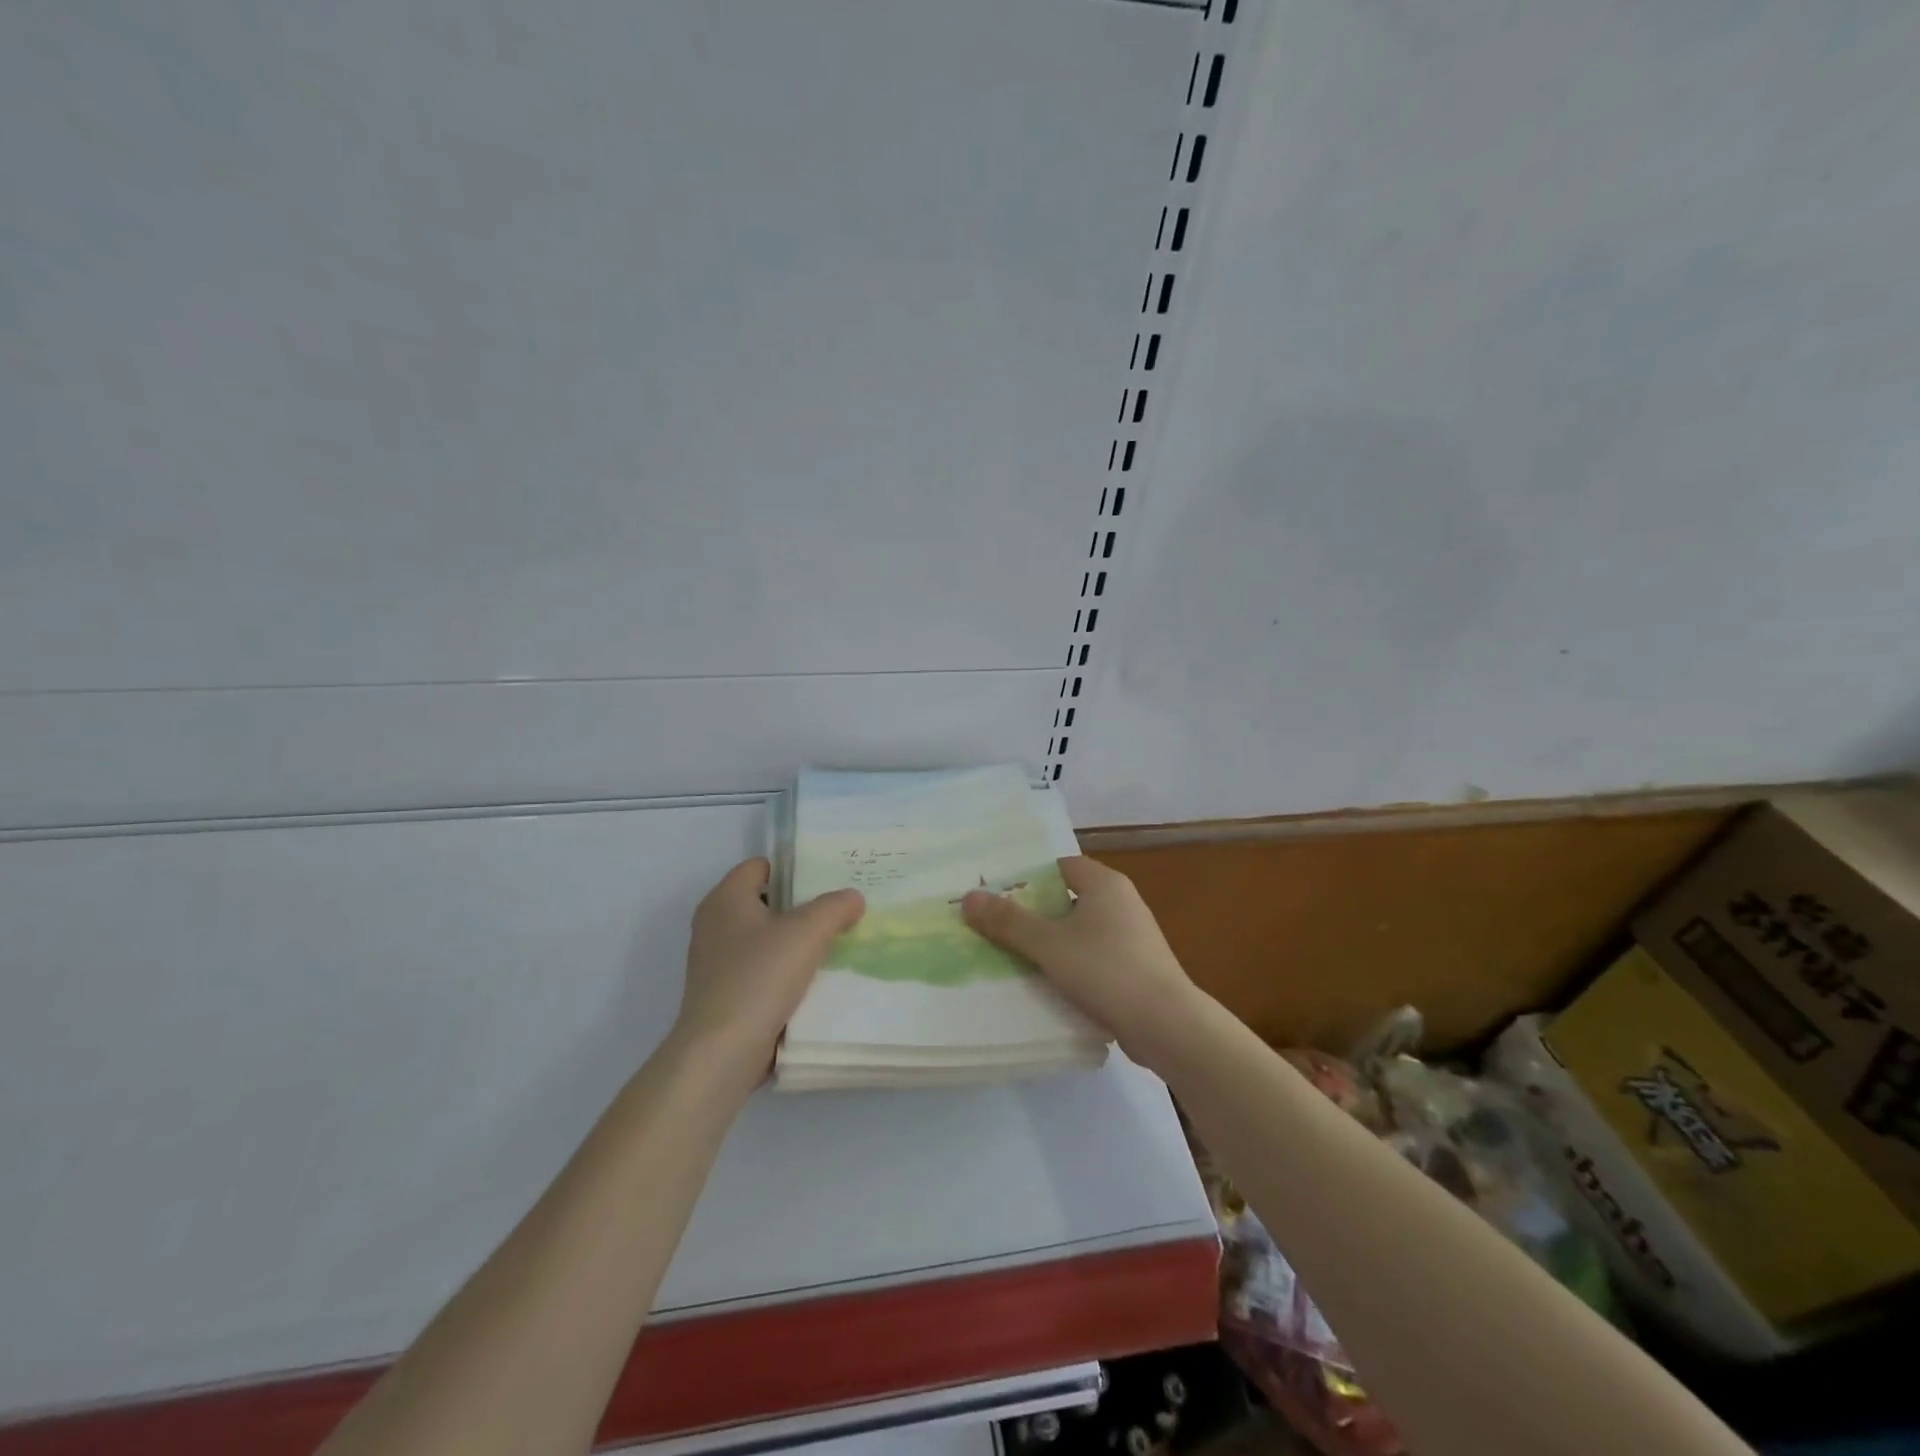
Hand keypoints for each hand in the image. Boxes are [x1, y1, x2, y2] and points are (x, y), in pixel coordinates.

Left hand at [672, 858, 864, 1084]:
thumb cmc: (760, 977)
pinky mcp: (724, 995)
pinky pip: (761, 971)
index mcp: (725, 899)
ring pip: (765, 939)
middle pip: (766, 902)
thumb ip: (835, 907)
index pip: (760, 866)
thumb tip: (853, 897)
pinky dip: (785, 972)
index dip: (794, 868)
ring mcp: (716, 963)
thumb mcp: (808, 931)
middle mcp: (714, 925)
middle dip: (802, 906)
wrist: (722, 1053)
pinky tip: (814, 981)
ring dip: (796, 942)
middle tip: (841, 910)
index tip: (829, 879)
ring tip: (835, 944)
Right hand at [962, 856, 1199, 1066]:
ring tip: (1010, 957)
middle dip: (1032, 913)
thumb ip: (1008, 921)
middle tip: (993, 927)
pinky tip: (1045, 983)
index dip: (1026, 879)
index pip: (1058, 867)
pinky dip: (1069, 964)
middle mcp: (1121, 902)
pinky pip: (1091, 956)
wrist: (1168, 1025)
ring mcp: (1131, 936)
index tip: (995, 897)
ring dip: (1049, 942)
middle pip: (1065, 899)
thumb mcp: (1049, 945)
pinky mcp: (1134, 967)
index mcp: (1104, 883)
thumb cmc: (1106, 971)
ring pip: (1077, 930)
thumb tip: (969, 897)